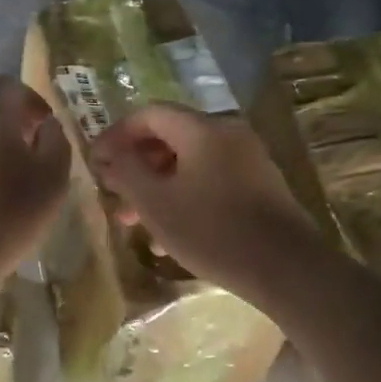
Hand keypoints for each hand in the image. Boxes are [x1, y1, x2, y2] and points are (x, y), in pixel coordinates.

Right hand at [91, 103, 320, 303]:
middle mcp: (227, 134)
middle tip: (113, 194)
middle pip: (170, 138)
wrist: (284, 267)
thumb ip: (127, 172)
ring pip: (189, 164)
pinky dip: (184, 198)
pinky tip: (168, 238)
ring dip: (157, 188)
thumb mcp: (156, 203)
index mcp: (202, 129)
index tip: (96, 161)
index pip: (149, 114)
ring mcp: (247, 160)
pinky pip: (210, 181)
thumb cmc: (211, 230)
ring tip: (134, 224)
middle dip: (136, 167)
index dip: (117, 134)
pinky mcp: (258, 186)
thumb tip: (111, 154)